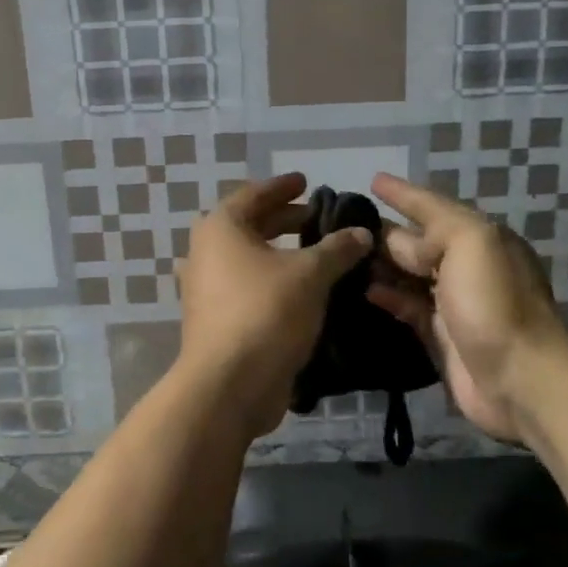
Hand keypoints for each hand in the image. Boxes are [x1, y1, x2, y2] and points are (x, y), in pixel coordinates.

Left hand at [178, 174, 372, 439]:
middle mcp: (206, 253)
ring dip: (281, 254)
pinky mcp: (216, 319)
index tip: (306, 181)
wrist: (229, 385)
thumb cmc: (266, 312)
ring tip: (316, 253)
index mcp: (221, 228)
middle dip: (285, 220)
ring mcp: (206, 289)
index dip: (283, 186)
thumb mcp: (310, 274)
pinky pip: (248, 287)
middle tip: (319, 218)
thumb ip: (337, 248)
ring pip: (249, 259)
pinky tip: (302, 291)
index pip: (254, 194)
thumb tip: (361, 233)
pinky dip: (274, 282)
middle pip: (250, 226)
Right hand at [365, 173, 567, 443]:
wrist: (520, 378)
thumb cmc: (494, 302)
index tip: (372, 180)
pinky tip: (361, 290)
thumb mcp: (471, 243)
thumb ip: (434, 228)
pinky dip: (386, 297)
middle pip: (418, 241)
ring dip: (380, 264)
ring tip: (341, 255)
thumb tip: (397, 239)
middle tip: (342, 222)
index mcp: (479, 237)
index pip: (433, 206)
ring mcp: (453, 302)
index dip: (404, 193)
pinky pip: (406, 307)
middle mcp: (466, 265)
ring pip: (408, 274)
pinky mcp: (440, 335)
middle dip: (385, 230)